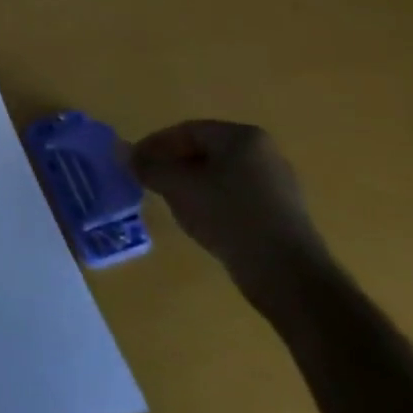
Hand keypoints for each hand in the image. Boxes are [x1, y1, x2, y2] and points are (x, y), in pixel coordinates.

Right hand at [128, 121, 328, 296]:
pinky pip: (236, 199)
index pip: (187, 131)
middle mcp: (264, 153)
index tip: (135, 164)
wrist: (292, 281)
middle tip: (150, 184)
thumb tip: (120, 150)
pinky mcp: (283, 216)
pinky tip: (203, 225)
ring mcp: (277, 186)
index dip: (155, 145)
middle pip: (204, 152)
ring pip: (219, 177)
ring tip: (173, 206)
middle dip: (174, 166)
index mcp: (242, 137)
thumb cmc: (232, 219)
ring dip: (191, 187)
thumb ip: (149, 167)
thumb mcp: (180, 188)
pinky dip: (213, 205)